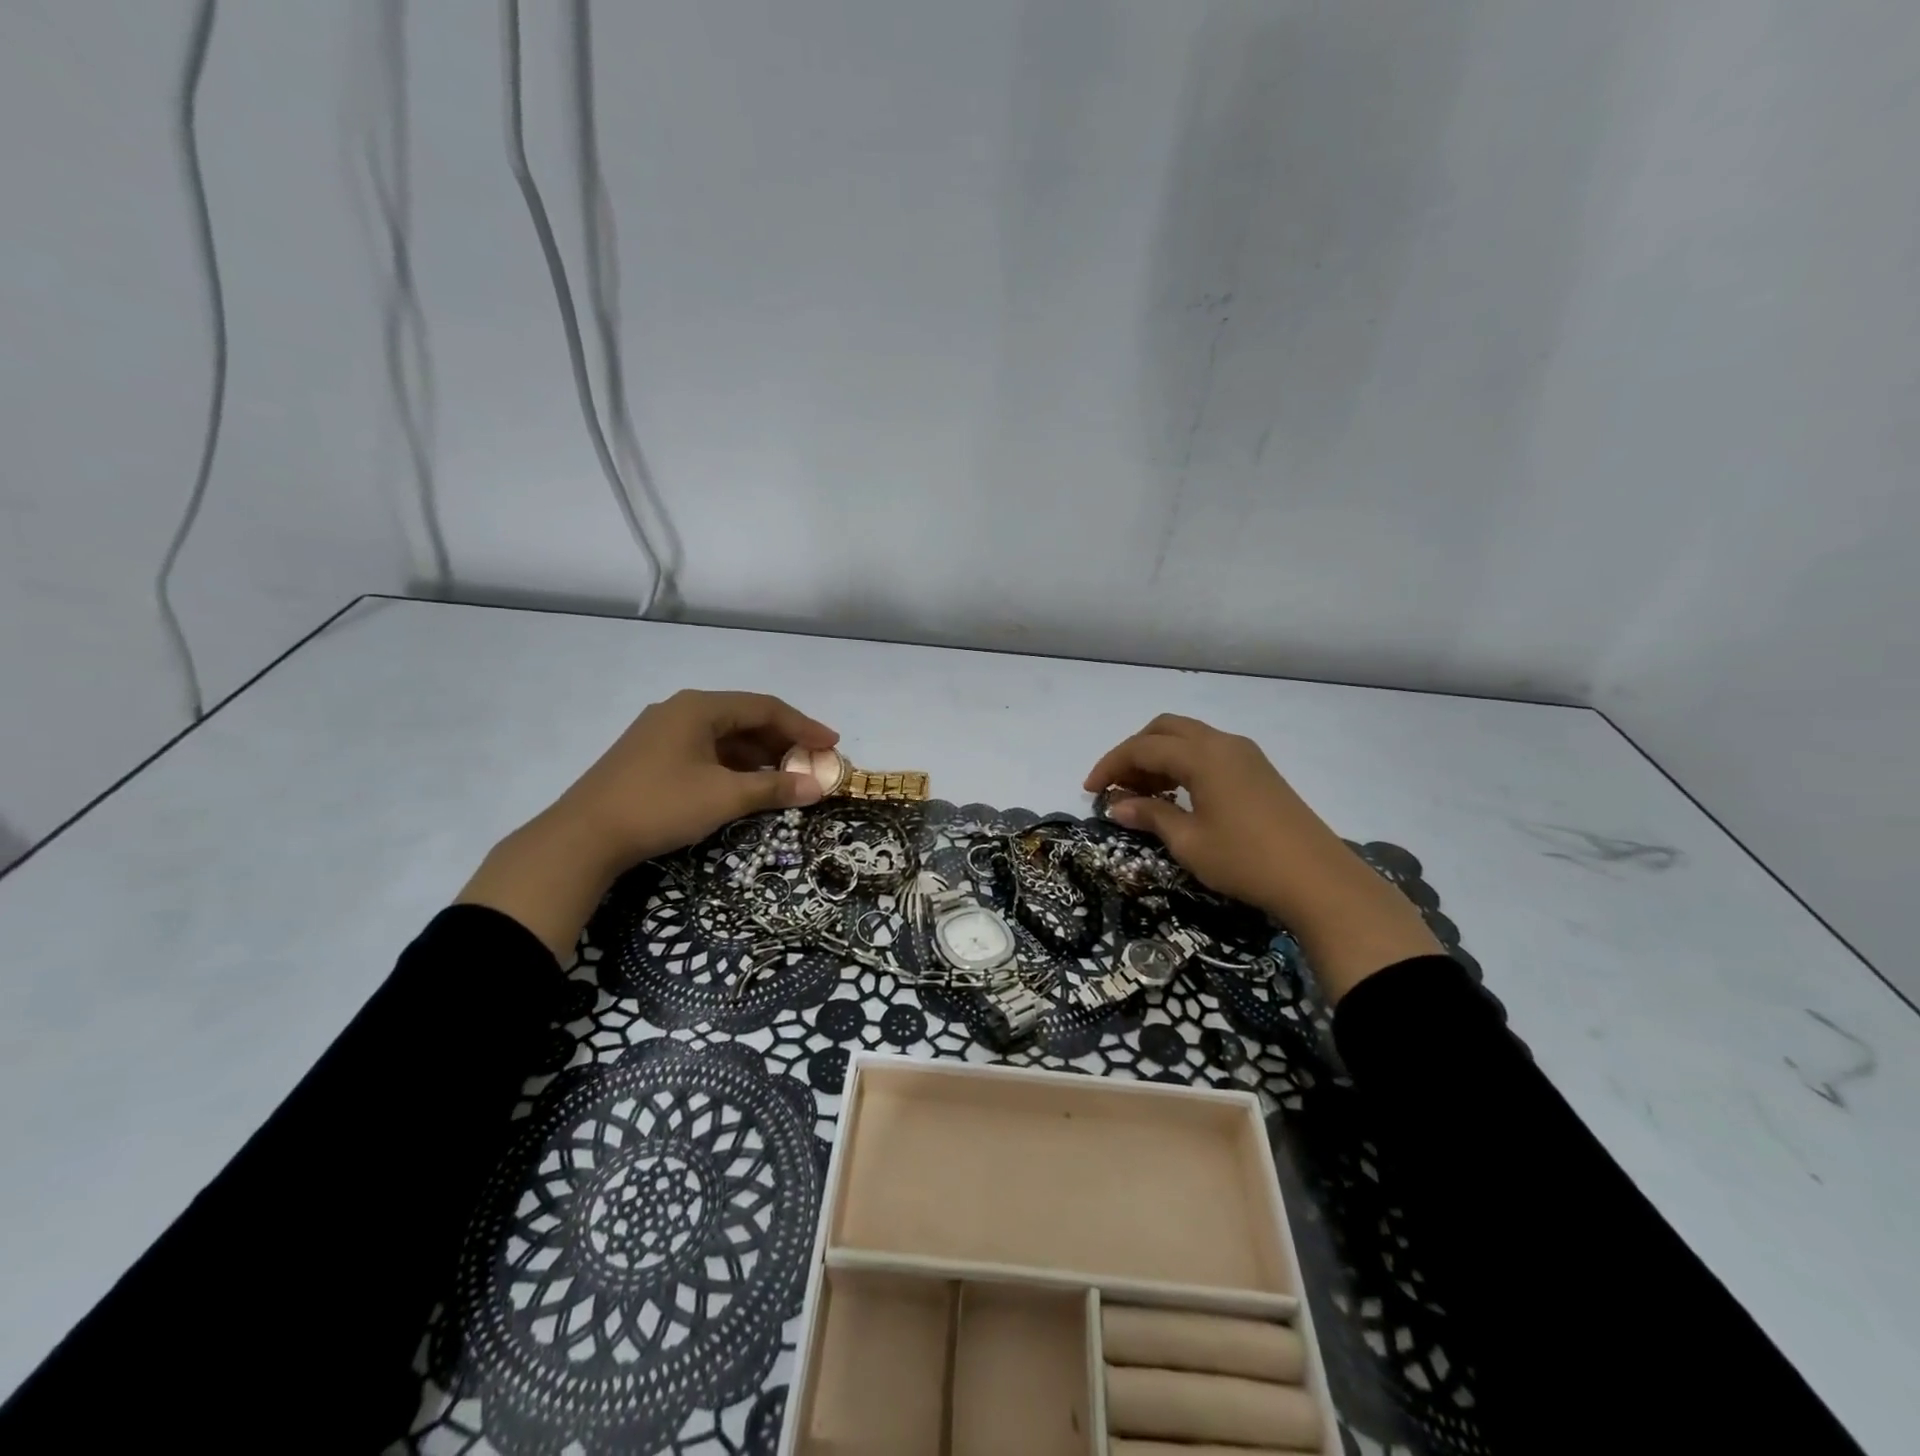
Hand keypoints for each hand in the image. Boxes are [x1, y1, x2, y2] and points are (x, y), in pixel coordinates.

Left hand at [550, 689, 837, 868]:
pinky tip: (746, 785)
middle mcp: (682, 711)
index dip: (804, 726)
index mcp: (700, 708)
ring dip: (759, 755)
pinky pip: (706, 751)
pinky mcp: (651, 756)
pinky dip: (733, 765)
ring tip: (787, 777)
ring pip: (725, 737)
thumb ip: (774, 787)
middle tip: (813, 763)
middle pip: (745, 718)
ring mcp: (662, 733)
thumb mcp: (724, 797)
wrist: (582, 838)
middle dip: (783, 741)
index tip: (833, 745)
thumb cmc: (660, 805)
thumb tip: (818, 787)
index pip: (766, 708)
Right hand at [1084, 715, 1439, 1000]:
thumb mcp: (1189, 841)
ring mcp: (1245, 755)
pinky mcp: (1259, 771)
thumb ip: (1150, 816)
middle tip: (1116, 786)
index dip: (1111, 765)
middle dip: (1134, 752)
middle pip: (1165, 729)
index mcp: (1202, 754)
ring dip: (1159, 758)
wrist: (1319, 880)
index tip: (1090, 791)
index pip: (1143, 747)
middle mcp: (1223, 743)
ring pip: (1189, 739)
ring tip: (1141, 795)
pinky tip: (1177, 796)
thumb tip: (1117, 805)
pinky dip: (1183, 765)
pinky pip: (1209, 754)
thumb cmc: (1245, 860)